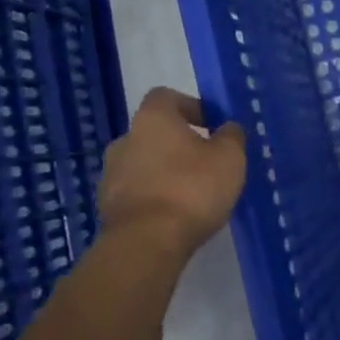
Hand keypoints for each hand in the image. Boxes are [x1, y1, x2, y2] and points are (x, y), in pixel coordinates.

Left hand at [97, 88, 246, 256]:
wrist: (146, 242)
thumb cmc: (192, 188)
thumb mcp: (230, 157)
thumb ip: (232, 136)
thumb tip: (228, 128)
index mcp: (152, 120)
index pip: (166, 96)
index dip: (190, 106)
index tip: (211, 124)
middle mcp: (125, 140)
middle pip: (154, 132)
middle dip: (179, 143)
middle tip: (206, 162)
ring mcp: (111, 174)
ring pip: (144, 163)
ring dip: (165, 171)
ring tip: (192, 193)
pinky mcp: (108, 206)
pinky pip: (137, 192)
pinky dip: (155, 196)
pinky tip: (175, 214)